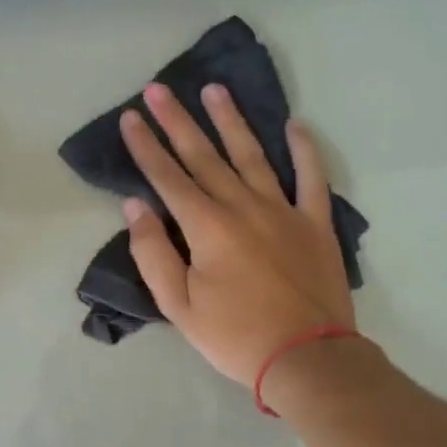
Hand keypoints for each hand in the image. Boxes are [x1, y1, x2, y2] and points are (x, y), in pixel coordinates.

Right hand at [119, 82, 354, 386]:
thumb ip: (153, 253)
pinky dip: (304, 150)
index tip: (132, 117)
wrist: (307, 358)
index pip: (168, 177)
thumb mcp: (178, 305)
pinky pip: (312, 177)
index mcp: (207, 226)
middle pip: (204, 155)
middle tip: (160, 88)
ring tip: (215, 90)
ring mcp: (284, 210)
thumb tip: (136, 207)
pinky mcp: (315, 223)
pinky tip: (295, 125)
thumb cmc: (235, 337)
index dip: (146, 146)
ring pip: (253, 155)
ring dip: (232, 121)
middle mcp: (243, 206)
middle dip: (178, 121)